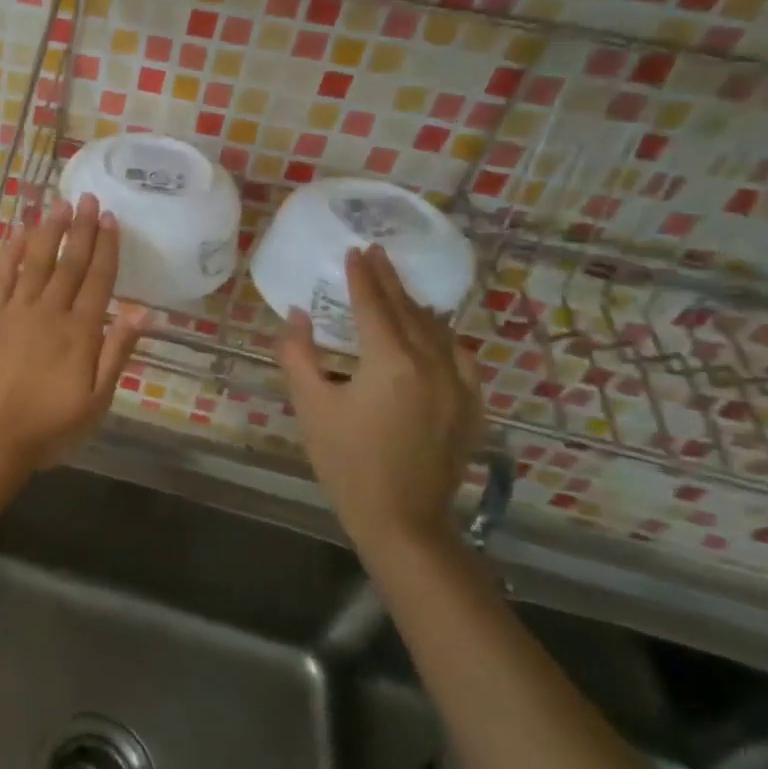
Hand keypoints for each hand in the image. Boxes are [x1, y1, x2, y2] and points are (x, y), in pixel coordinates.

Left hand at [0, 195, 147, 472]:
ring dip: (49, 231)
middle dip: (81, 229)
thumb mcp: (96, 402)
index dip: (106, 247)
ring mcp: (15, 310)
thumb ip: (118, 353)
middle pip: (69, 263)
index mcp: (81, 332)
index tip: (111, 219)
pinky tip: (19, 231)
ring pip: (36, 261)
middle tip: (89, 198)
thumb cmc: (48, 427)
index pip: (99, 280)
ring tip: (60, 204)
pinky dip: (11, 251)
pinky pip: (1, 275)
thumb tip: (144, 312)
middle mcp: (50, 312)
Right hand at [277, 245, 482, 555]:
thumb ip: (299, 354)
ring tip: (399, 288)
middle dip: (389, 281)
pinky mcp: (470, 407)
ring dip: (416, 305)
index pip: (374, 306)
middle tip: (376, 253)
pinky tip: (436, 334)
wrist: (401, 518)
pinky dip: (443, 336)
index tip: (355, 250)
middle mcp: (432, 365)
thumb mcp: (311, 405)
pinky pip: (460, 357)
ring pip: (438, 331)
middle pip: (409, 311)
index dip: (362, 277)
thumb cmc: (346, 461)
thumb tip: (297, 316)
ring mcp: (459, 386)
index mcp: (391, 362)